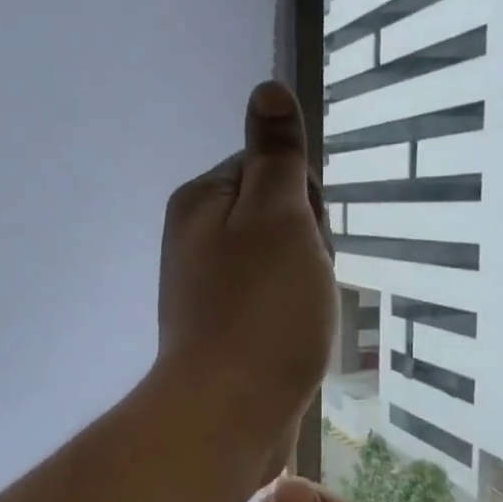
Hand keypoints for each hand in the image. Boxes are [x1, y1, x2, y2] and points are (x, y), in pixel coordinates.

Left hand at [155, 82, 335, 482]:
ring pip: (283, 263)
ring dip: (305, 284)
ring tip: (300, 319)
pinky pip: (273, 303)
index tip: (304, 238)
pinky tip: (293, 340)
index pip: (272, 167)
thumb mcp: (277, 217)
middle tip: (302, 284)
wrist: (230, 414)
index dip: (304, 200)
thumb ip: (275, 154)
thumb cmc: (261, 311)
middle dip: (306, 245)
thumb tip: (266, 87)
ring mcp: (207, 287)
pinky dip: (292, 317)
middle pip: (278, 216)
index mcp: (201, 201)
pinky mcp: (224, 329)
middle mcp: (196, 238)